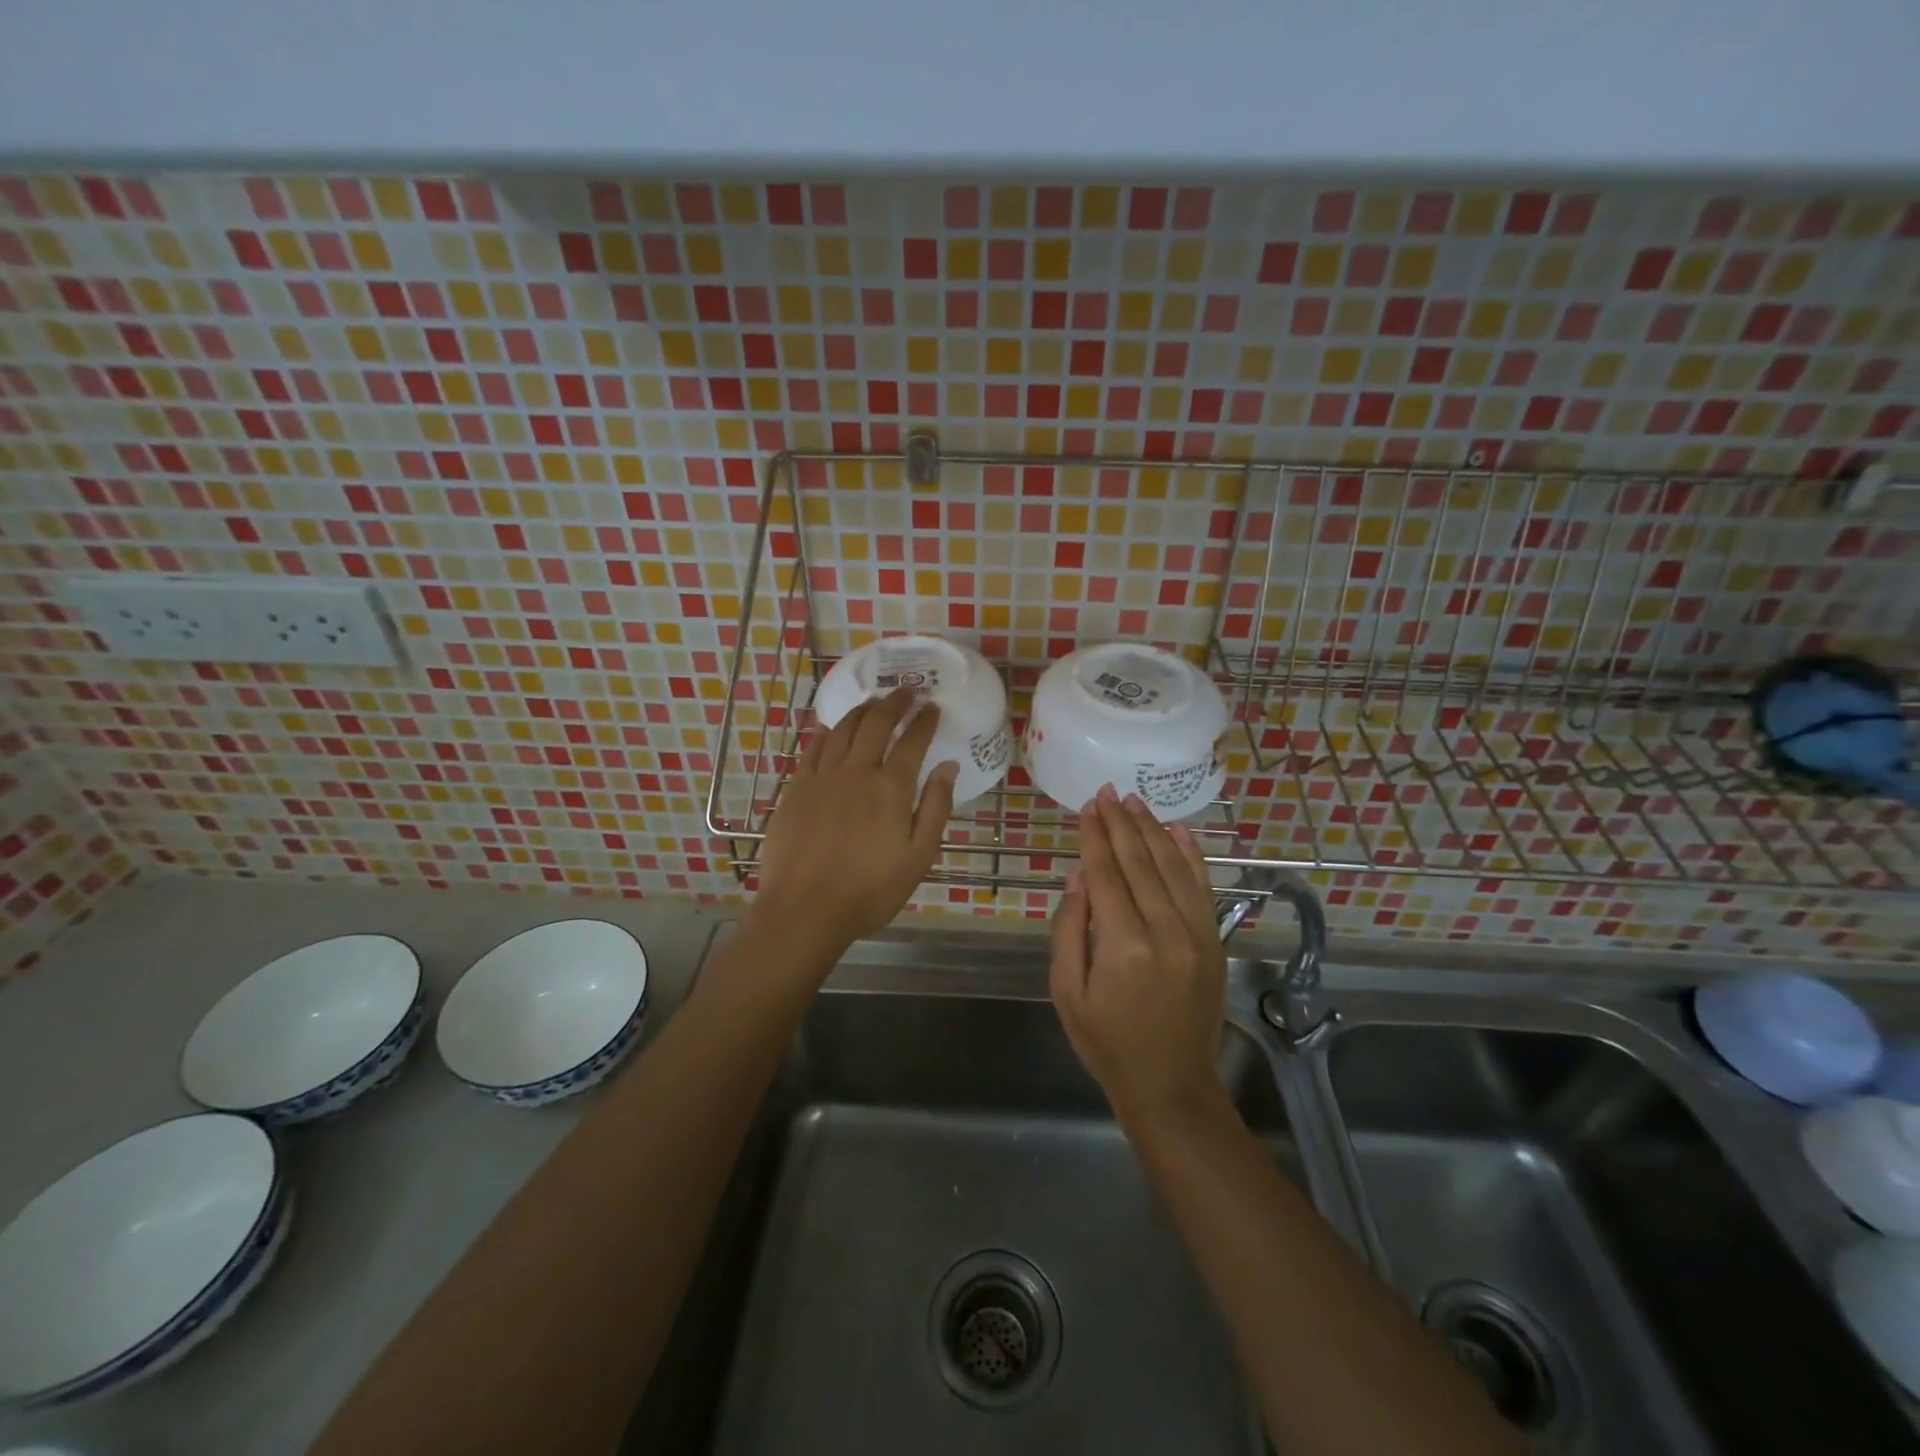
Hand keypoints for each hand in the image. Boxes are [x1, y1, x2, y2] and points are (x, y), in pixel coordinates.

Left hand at [753, 687, 958, 956]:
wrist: (805, 909)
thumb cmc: (870, 890)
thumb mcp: (918, 856)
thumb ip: (935, 807)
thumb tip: (948, 766)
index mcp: (891, 788)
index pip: (913, 742)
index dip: (925, 721)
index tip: (933, 707)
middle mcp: (857, 772)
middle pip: (876, 724)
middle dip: (894, 703)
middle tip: (906, 691)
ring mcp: (822, 778)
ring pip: (843, 730)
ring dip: (861, 711)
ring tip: (873, 702)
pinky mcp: (796, 789)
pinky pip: (812, 749)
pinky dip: (825, 732)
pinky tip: (830, 726)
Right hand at [1050, 787, 1229, 1127]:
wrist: (1171, 1086)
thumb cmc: (1108, 1043)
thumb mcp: (1068, 993)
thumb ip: (1070, 930)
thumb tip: (1080, 877)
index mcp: (1124, 945)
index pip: (1106, 874)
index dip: (1095, 836)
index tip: (1088, 806)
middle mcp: (1166, 931)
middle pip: (1140, 862)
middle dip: (1120, 823)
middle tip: (1107, 792)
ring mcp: (1197, 934)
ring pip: (1173, 866)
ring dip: (1152, 830)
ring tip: (1134, 801)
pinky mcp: (1215, 942)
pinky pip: (1203, 888)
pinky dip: (1192, 855)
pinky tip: (1178, 830)